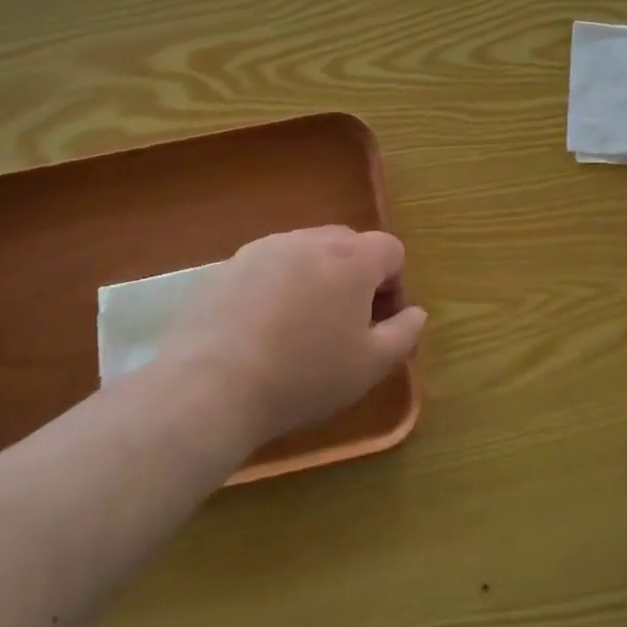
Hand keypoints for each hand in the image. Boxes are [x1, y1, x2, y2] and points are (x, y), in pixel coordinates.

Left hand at [158, 226, 426, 448]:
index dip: (395, 286)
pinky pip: (268, 267)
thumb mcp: (370, 366)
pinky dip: (277, 287)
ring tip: (301, 328)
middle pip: (348, 245)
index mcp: (352, 258)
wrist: (211, 386)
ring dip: (316, 280)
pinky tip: (263, 329)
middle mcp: (309, 240)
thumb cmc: (304, 375)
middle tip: (346, 326)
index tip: (380, 325)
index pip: (391, 250)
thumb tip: (415, 312)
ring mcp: (264, 248)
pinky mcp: (228, 265)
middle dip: (357, 278)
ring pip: (306, 253)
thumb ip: (404, 333)